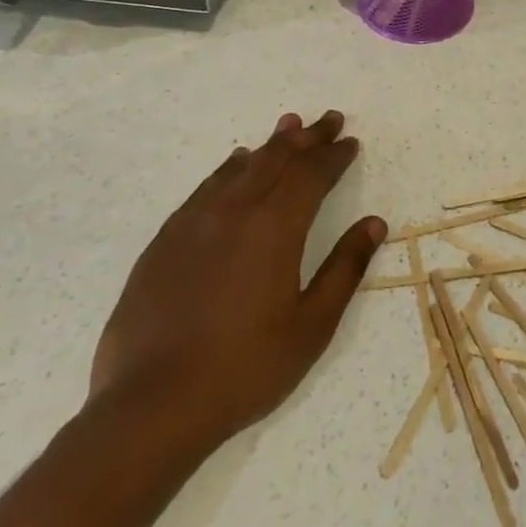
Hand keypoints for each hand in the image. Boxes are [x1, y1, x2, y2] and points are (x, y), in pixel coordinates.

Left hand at [88, 111, 383, 451]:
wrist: (150, 407)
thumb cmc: (245, 368)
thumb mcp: (312, 325)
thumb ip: (345, 268)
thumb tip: (375, 223)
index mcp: (275, 229)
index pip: (311, 175)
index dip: (334, 156)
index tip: (350, 142)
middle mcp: (234, 212)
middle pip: (277, 159)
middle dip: (306, 137)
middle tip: (328, 119)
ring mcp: (193, 224)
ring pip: (239, 168)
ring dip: (269, 145)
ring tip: (288, 126)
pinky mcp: (163, 243)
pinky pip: (204, 189)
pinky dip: (228, 169)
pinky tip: (234, 165)